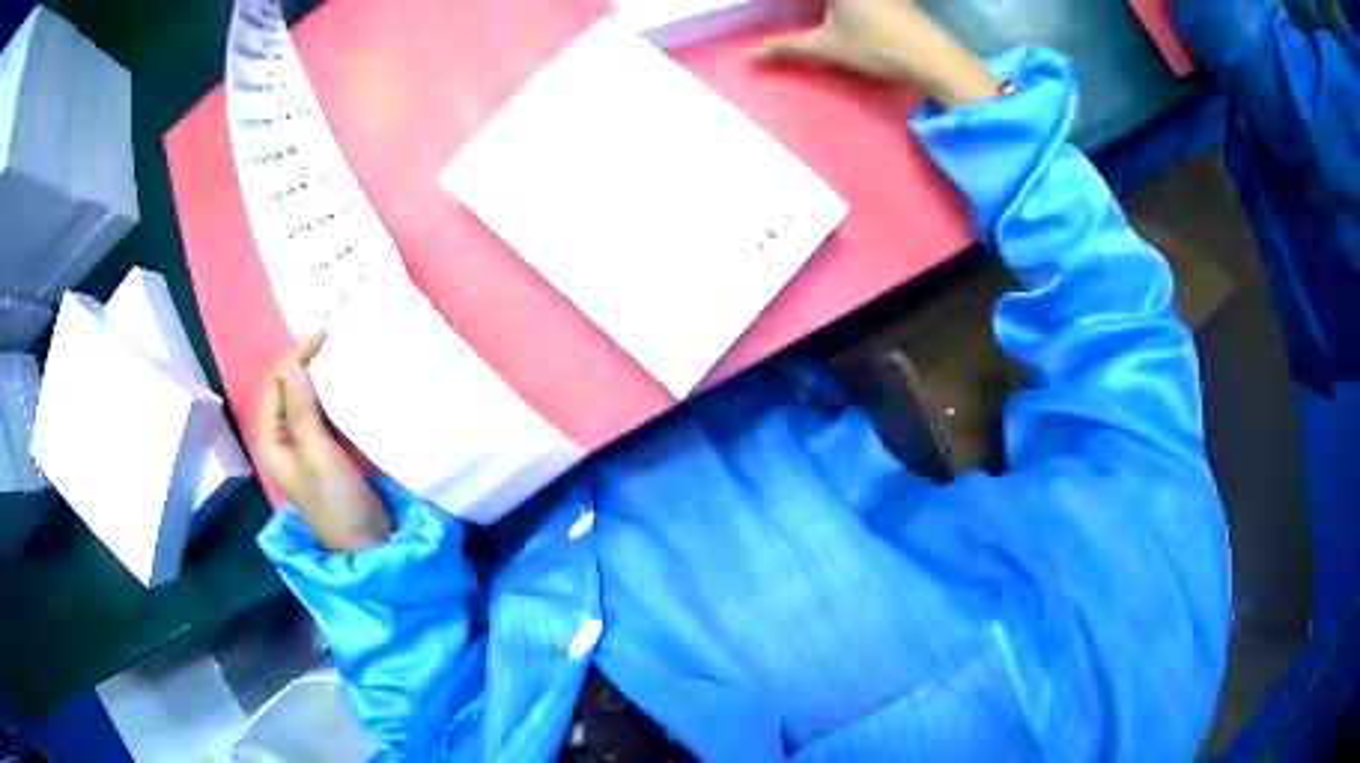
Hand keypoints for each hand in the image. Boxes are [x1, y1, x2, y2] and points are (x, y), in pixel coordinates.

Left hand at [257, 332, 390, 552]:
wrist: (366, 541)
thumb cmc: (336, 501)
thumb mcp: (318, 454)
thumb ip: (303, 410)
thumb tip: (291, 363)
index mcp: (271, 440)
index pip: (275, 386)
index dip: (294, 358)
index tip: (322, 336)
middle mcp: (282, 438)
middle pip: (287, 390)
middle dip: (305, 364)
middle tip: (332, 339)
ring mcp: (303, 444)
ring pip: (304, 399)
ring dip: (318, 377)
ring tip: (339, 353)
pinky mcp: (324, 449)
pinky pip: (321, 412)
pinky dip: (330, 394)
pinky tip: (345, 382)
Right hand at [752, 0, 998, 104]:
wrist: (935, 59)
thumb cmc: (878, 47)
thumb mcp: (827, 48)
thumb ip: (786, 48)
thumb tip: (749, 57)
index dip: (788, 5)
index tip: (774, 10)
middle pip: (825, 0)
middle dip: (811, 8)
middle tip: (797, 14)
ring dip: (829, 8)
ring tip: (818, 15)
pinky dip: (843, 6)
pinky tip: (837, 13)